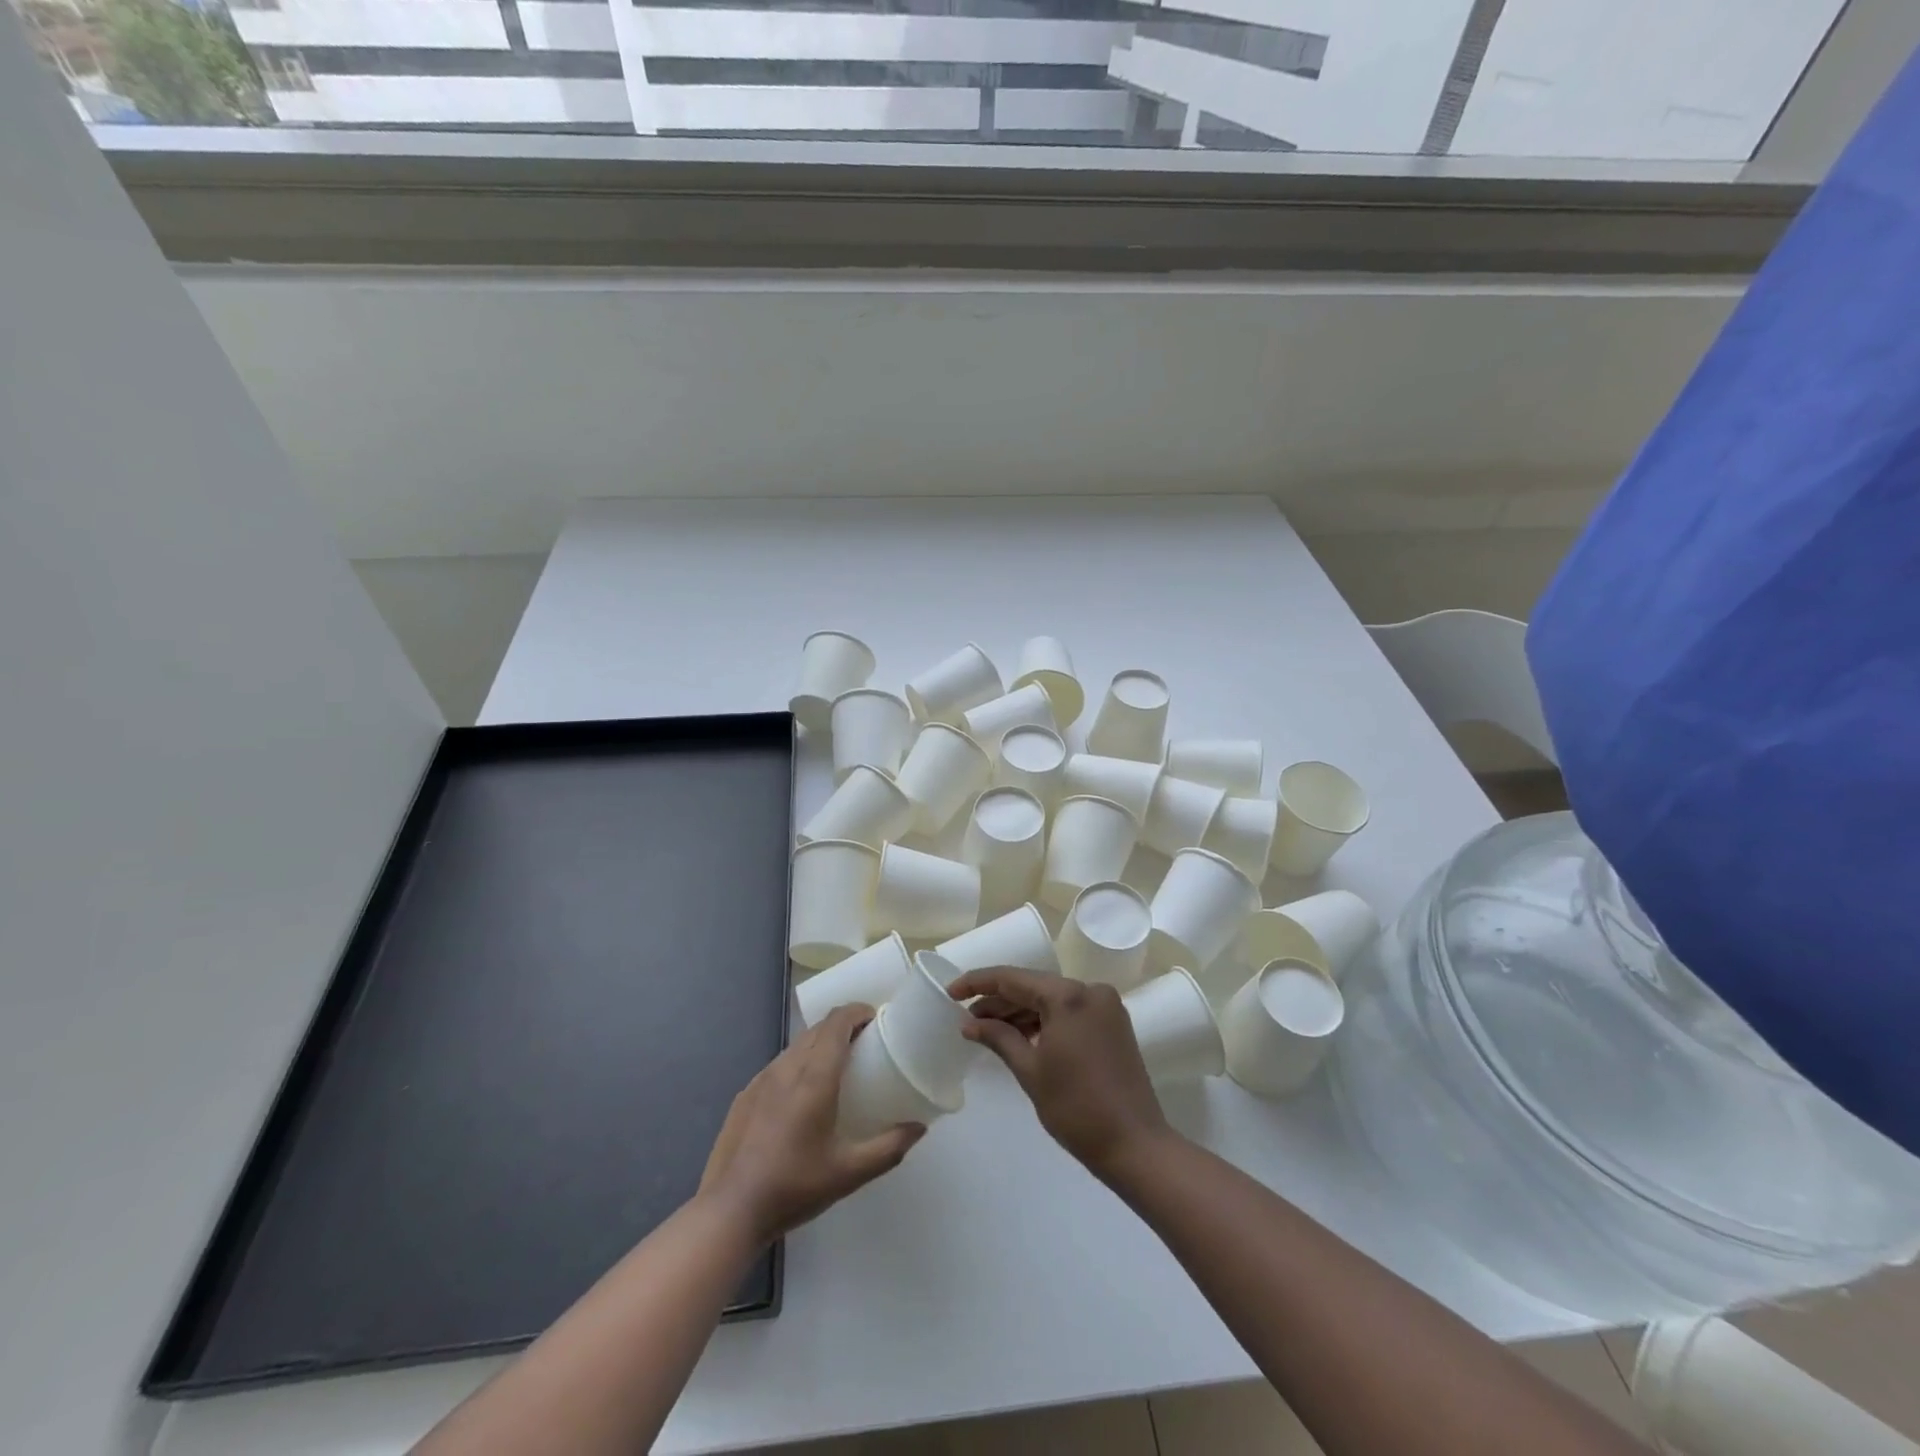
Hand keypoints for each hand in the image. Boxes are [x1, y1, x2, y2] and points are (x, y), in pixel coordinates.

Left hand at [698, 1004, 924, 1242]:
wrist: (730, 1212)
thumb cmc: (794, 1188)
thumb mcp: (849, 1173)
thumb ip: (888, 1148)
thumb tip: (919, 1128)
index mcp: (814, 1078)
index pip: (837, 1022)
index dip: (858, 1011)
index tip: (877, 1019)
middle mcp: (787, 1068)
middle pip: (818, 1028)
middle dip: (843, 1026)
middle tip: (865, 1045)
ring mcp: (761, 1079)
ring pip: (796, 1045)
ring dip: (819, 1044)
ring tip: (836, 1068)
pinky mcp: (745, 1095)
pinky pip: (779, 1065)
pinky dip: (798, 1064)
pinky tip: (801, 1096)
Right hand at [948, 967, 1170, 1173]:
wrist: (1135, 1145)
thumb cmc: (1076, 1108)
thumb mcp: (1030, 1070)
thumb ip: (998, 1037)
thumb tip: (969, 1023)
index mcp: (1068, 995)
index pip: (1012, 978)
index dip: (978, 983)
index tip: (951, 992)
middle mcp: (1089, 990)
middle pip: (1033, 986)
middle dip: (999, 1001)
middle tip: (966, 1018)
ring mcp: (1105, 1006)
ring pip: (1051, 999)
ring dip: (1020, 1011)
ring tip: (987, 1029)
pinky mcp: (1112, 1023)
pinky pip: (1069, 1011)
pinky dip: (1044, 1021)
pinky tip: (1020, 1035)